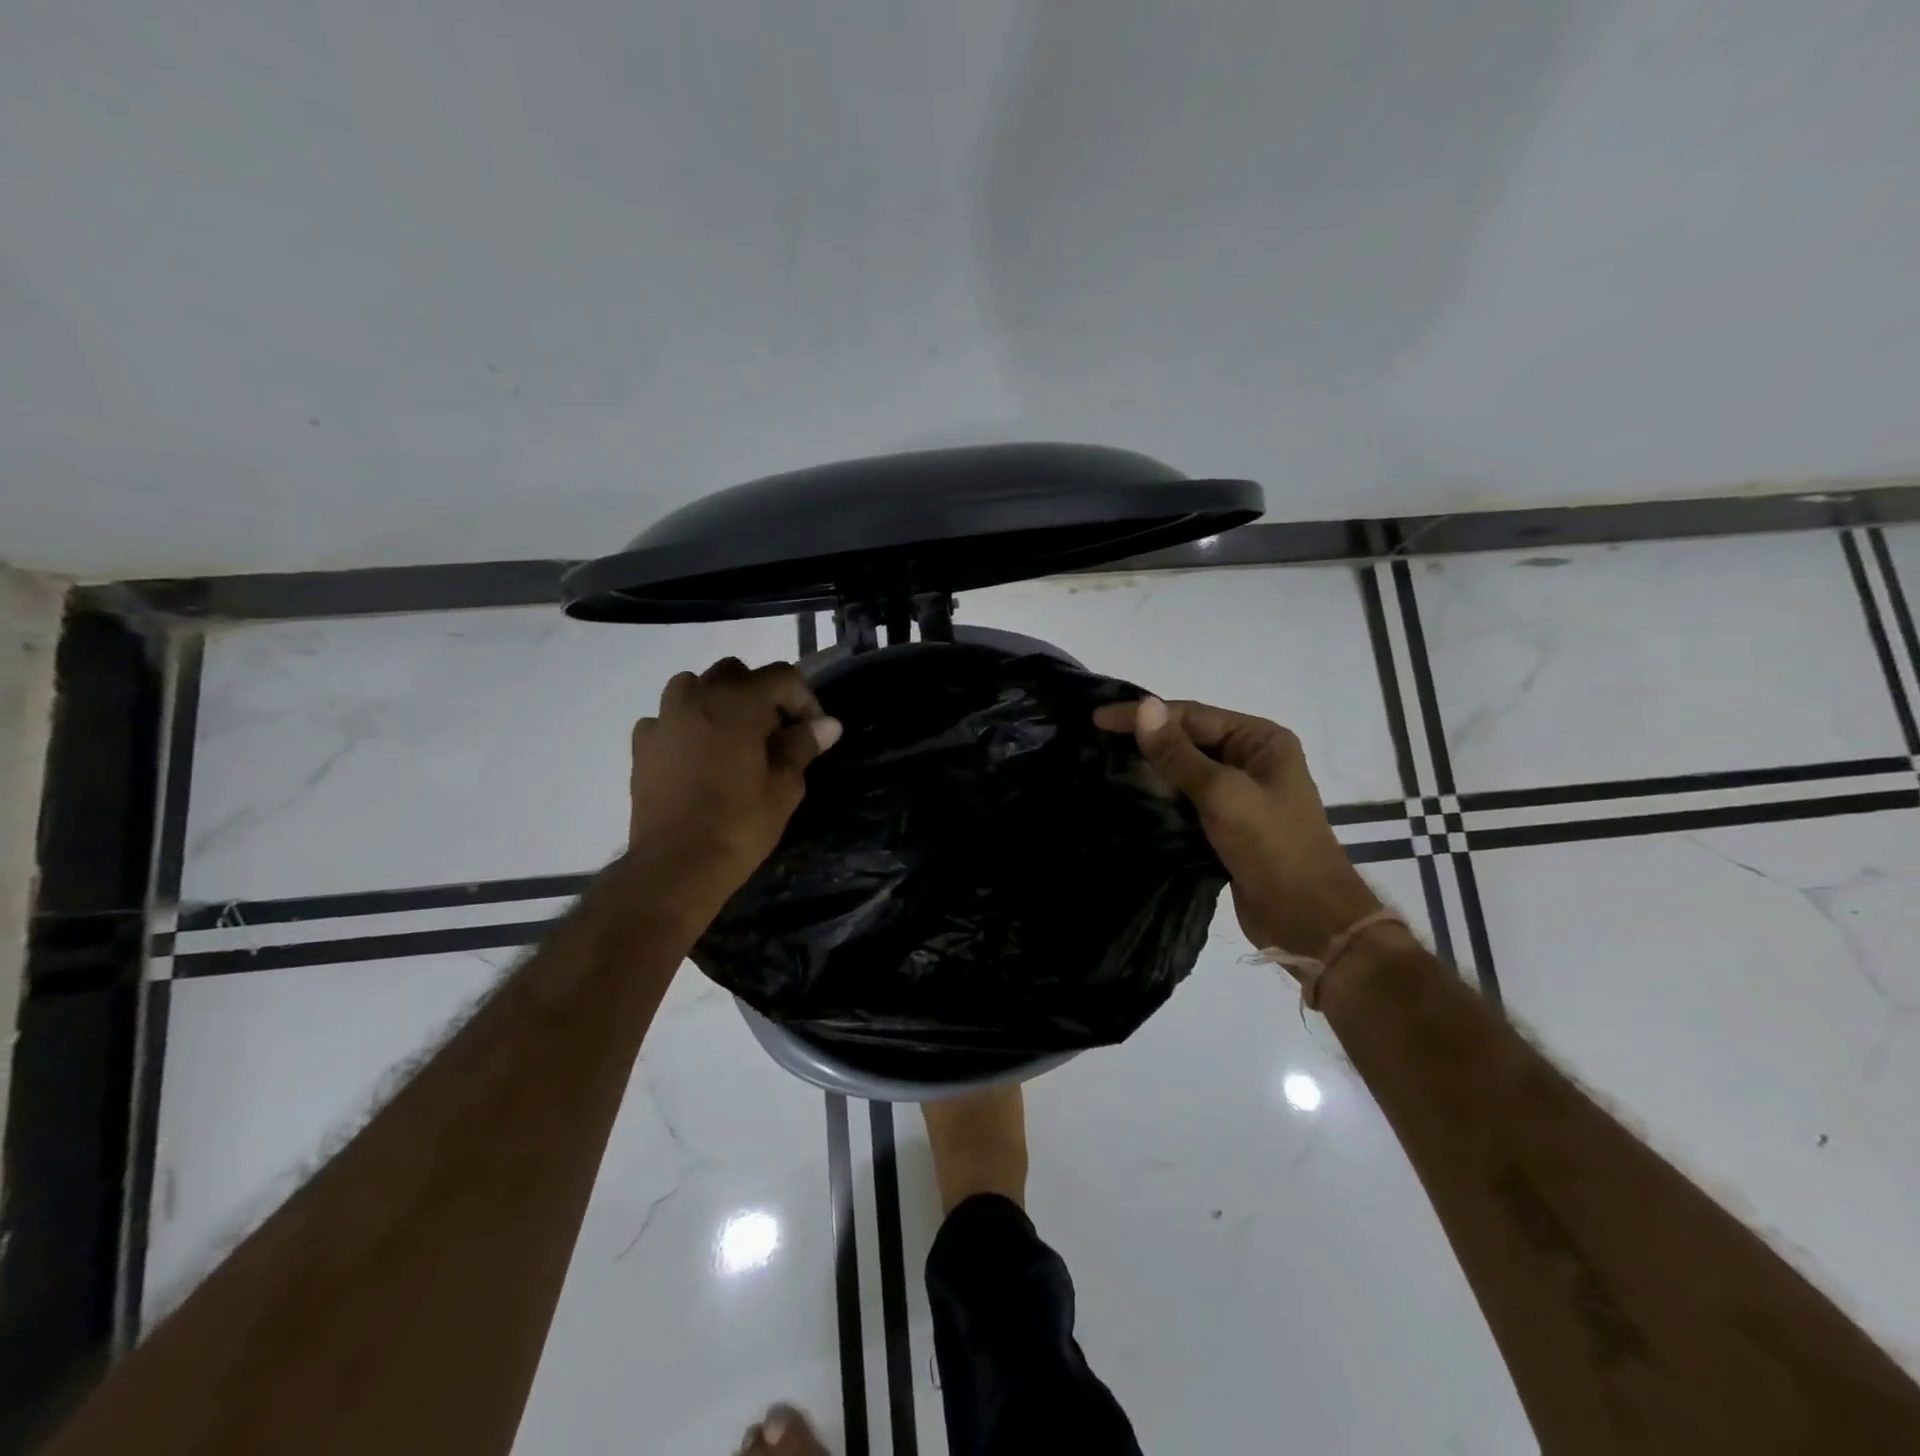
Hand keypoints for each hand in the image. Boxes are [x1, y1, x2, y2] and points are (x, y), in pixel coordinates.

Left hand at [627, 658, 841, 901]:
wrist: (676, 866)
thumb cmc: (739, 825)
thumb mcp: (784, 787)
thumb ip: (802, 745)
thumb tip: (828, 724)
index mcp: (737, 702)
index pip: (781, 677)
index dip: (804, 700)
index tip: (813, 732)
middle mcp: (696, 697)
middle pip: (736, 674)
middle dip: (761, 696)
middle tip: (776, 734)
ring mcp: (663, 718)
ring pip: (696, 688)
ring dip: (721, 703)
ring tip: (736, 740)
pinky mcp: (642, 744)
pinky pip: (670, 719)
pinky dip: (689, 727)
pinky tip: (699, 758)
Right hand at [1094, 696, 1381, 960]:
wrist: (1306, 920)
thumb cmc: (1272, 847)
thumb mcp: (1223, 794)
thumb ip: (1179, 753)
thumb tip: (1144, 707)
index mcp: (1260, 740)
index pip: (1192, 715)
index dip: (1144, 716)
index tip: (1097, 720)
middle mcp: (1251, 759)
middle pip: (1188, 739)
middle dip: (1146, 741)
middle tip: (1094, 743)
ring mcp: (1239, 793)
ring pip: (1185, 771)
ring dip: (1150, 770)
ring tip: (1103, 767)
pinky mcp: (1226, 824)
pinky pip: (1186, 800)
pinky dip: (1160, 797)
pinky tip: (1130, 798)